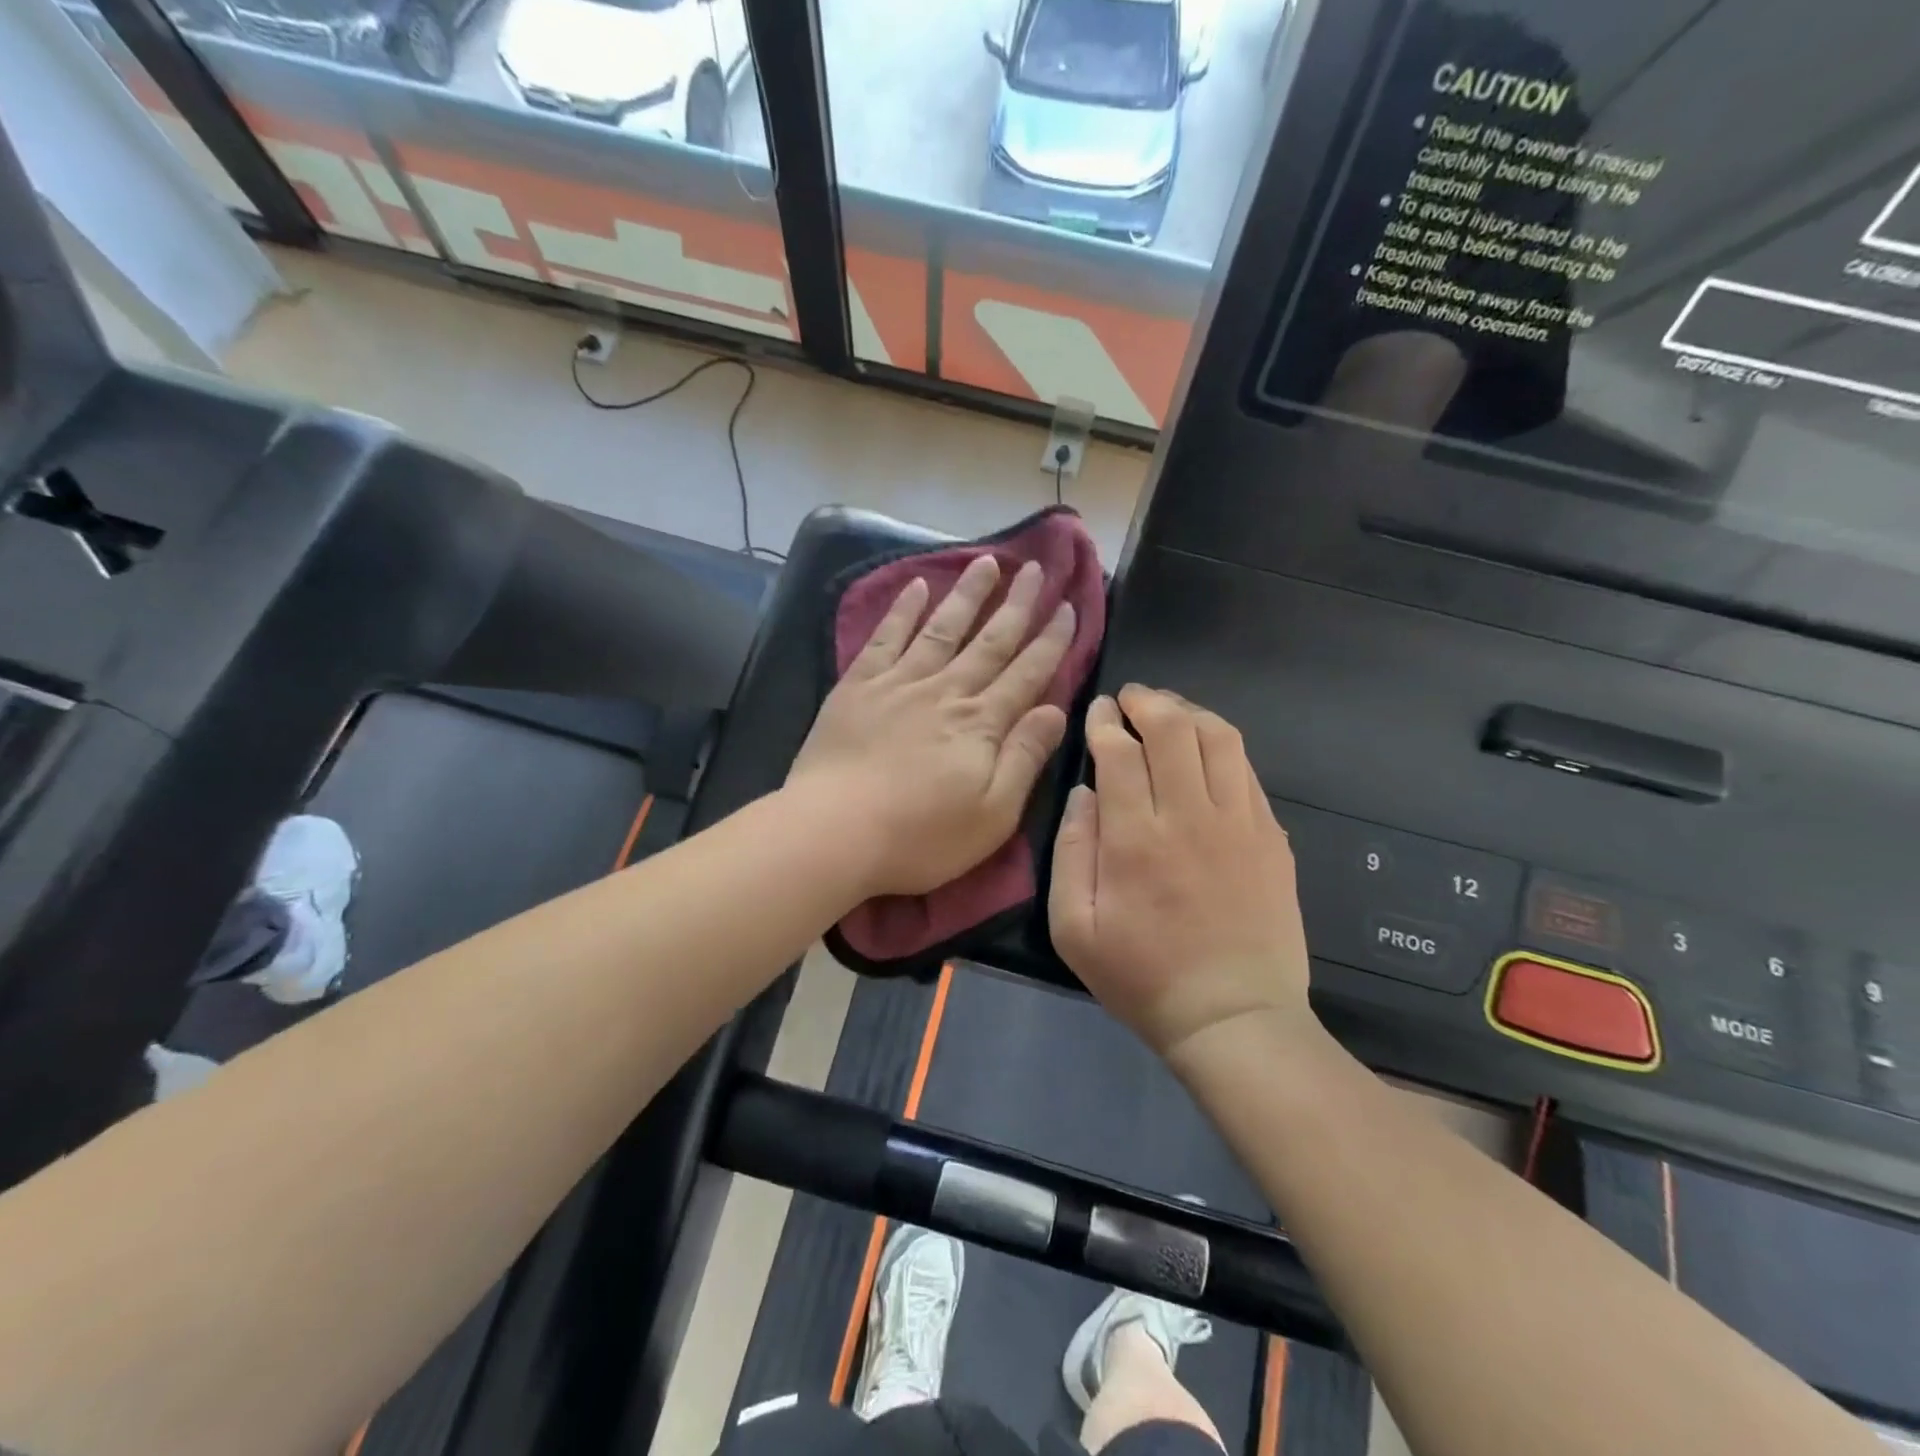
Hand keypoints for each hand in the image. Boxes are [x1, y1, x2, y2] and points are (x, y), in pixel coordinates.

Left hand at [789, 555, 1074, 898]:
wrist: (834, 832)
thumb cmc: (920, 836)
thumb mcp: (993, 814)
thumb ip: (1025, 757)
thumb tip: (1056, 710)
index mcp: (982, 723)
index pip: (1027, 674)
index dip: (1051, 640)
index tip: (1068, 607)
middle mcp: (946, 691)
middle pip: (990, 641)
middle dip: (1017, 604)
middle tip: (1037, 568)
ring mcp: (900, 683)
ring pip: (943, 628)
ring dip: (968, 594)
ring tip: (987, 562)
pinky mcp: (858, 686)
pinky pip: (886, 637)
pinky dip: (903, 609)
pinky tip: (917, 585)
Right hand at [1049, 685, 1313, 1057]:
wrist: (1233, 1017)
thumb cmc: (1142, 977)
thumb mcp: (1074, 928)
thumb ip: (1071, 852)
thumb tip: (1082, 794)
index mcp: (1135, 838)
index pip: (1119, 751)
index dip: (1105, 721)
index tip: (1098, 711)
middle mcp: (1190, 816)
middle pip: (1173, 728)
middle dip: (1147, 701)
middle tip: (1130, 699)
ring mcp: (1239, 823)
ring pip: (1219, 738)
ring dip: (1189, 713)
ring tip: (1170, 713)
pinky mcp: (1271, 837)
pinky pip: (1248, 770)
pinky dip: (1222, 746)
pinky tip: (1207, 753)